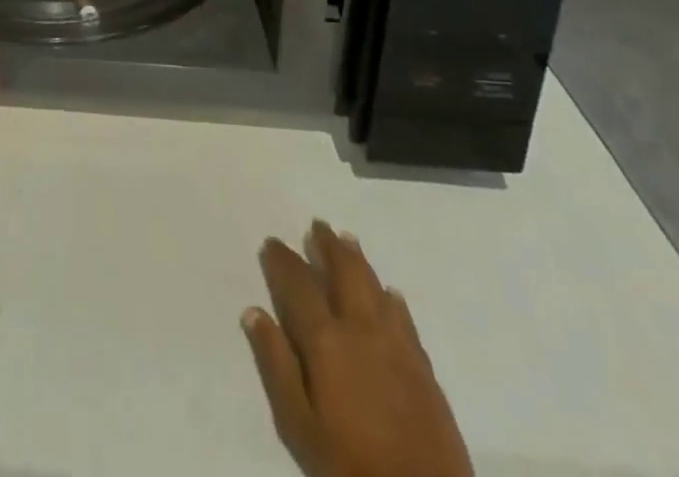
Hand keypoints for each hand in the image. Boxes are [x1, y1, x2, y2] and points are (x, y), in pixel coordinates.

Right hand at [243, 222, 472, 476]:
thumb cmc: (350, 465)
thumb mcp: (299, 424)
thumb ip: (276, 365)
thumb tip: (254, 312)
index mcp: (326, 340)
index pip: (299, 285)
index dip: (283, 261)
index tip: (272, 242)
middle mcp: (362, 330)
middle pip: (344, 273)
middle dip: (327, 246)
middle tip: (317, 225)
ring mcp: (397, 346)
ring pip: (375, 287)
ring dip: (359, 261)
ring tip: (348, 240)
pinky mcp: (424, 368)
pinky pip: (404, 318)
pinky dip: (391, 298)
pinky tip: (390, 293)